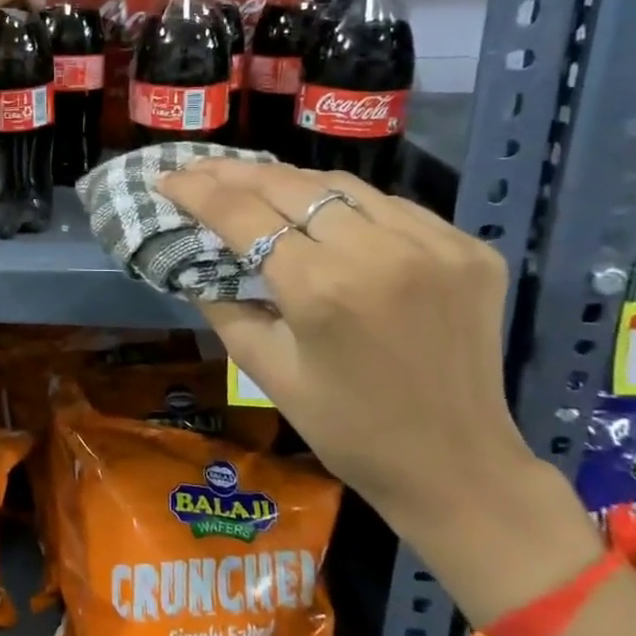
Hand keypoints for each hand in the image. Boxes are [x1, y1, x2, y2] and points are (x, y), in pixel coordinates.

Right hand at [156, 159, 554, 546]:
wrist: (458, 466)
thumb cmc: (347, 429)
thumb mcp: (267, 370)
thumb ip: (223, 306)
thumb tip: (194, 260)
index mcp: (322, 289)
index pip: (243, 215)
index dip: (197, 191)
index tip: (166, 178)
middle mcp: (380, 252)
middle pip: (291, 185)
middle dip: (236, 172)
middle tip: (200, 169)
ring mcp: (434, 244)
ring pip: (343, 185)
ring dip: (291, 182)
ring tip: (254, 184)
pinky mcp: (469, 248)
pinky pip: (392, 207)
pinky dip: (349, 204)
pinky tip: (326, 216)